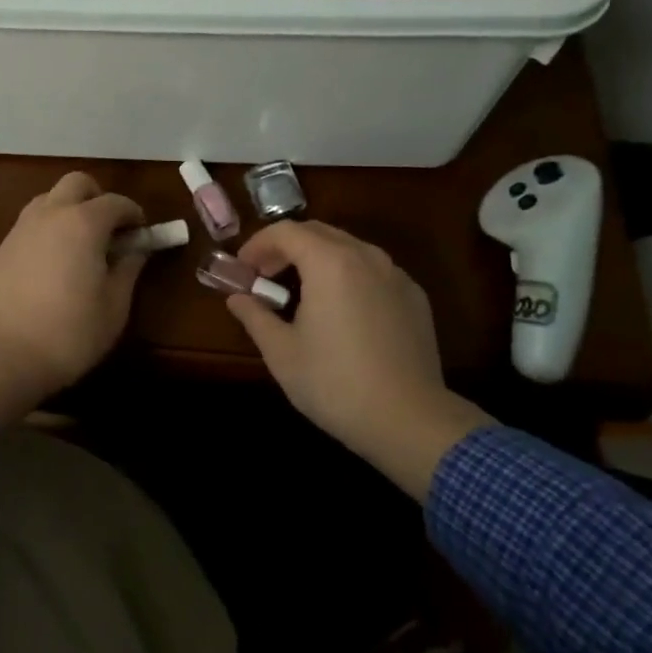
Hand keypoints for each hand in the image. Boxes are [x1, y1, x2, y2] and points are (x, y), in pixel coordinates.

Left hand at [0, 172, 144, 427]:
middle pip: (77, 183)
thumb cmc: (70, 333)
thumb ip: (128, 269)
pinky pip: (30, 224)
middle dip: (98, 198)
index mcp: (83, 223)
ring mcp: (21, 229)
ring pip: (49, 199)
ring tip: (80, 246)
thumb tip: (137, 249)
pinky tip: (52, 264)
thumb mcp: (114, 306)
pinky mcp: (1, 249)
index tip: (141, 235)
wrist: (3, 356)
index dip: (134, 214)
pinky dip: (48, 230)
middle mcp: (50, 214)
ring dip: (69, 210)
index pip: (116, 202)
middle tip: (110, 230)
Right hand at [227, 221, 494, 498]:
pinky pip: (373, 270)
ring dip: (318, 258)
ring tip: (301, 290)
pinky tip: (342, 308)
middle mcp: (365, 256)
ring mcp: (395, 275)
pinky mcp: (414, 296)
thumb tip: (237, 298)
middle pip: (318, 232)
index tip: (242, 268)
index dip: (258, 244)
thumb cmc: (335, 384)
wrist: (410, 421)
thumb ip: (255, 316)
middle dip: (286, 247)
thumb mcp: (282, 353)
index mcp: (329, 262)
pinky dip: (348, 274)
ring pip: (348, 248)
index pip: (285, 232)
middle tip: (265, 275)